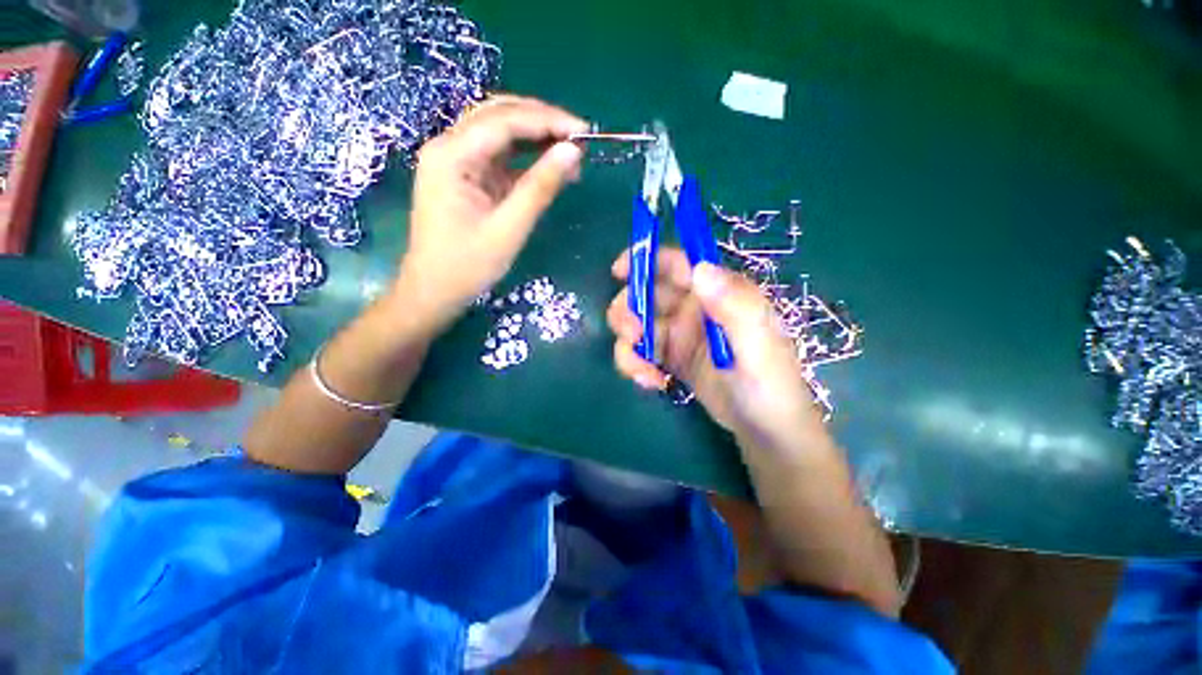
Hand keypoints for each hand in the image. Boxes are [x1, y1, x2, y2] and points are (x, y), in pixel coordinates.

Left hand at [397, 95, 588, 328]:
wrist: (434, 292)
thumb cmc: (468, 266)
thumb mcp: (509, 229)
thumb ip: (540, 187)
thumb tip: (572, 152)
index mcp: (451, 156)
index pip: (504, 121)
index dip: (547, 121)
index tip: (584, 131)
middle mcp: (449, 147)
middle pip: (499, 115)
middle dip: (541, 121)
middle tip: (579, 137)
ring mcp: (455, 161)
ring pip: (499, 132)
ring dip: (535, 137)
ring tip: (569, 152)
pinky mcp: (465, 177)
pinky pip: (498, 156)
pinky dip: (526, 158)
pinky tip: (548, 167)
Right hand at [607, 248, 829, 454]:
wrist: (765, 429)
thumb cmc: (770, 385)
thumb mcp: (760, 346)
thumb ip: (736, 306)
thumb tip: (700, 268)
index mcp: (716, 294)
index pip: (677, 264)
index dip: (645, 259)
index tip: (618, 272)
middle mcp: (693, 309)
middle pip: (646, 294)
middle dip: (629, 311)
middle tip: (632, 335)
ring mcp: (678, 335)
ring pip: (637, 325)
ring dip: (628, 344)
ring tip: (642, 371)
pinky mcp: (670, 359)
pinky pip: (640, 352)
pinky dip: (634, 364)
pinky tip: (649, 381)